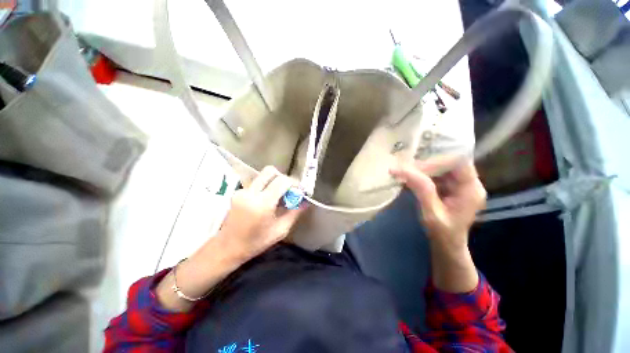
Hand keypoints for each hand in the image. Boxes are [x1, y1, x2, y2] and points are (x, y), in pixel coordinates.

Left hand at [217, 166, 305, 261]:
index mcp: (262, 203)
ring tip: (277, 196)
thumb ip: (295, 213)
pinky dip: (265, 187)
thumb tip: (305, 201)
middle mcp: (251, 193)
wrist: (228, 247)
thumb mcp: (281, 230)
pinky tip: (266, 200)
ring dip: (274, 182)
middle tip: (287, 190)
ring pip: (263, 176)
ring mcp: (242, 191)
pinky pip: (256, 183)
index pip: (282, 181)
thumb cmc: (256, 242)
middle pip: (270, 171)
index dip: (293, 183)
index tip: (298, 191)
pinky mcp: (237, 192)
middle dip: (283, 178)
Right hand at [390, 159, 485, 252]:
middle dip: (426, 165)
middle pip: (449, 162)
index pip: (458, 162)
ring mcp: (460, 184)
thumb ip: (421, 189)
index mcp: (471, 189)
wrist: (448, 245)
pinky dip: (423, 174)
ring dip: (422, 169)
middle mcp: (469, 183)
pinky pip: (437, 174)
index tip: (414, 169)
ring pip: (441, 166)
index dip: (435, 162)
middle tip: (405, 171)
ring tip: (405, 174)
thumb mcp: (431, 212)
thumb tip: (402, 169)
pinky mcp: (451, 186)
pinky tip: (411, 178)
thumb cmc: (442, 233)